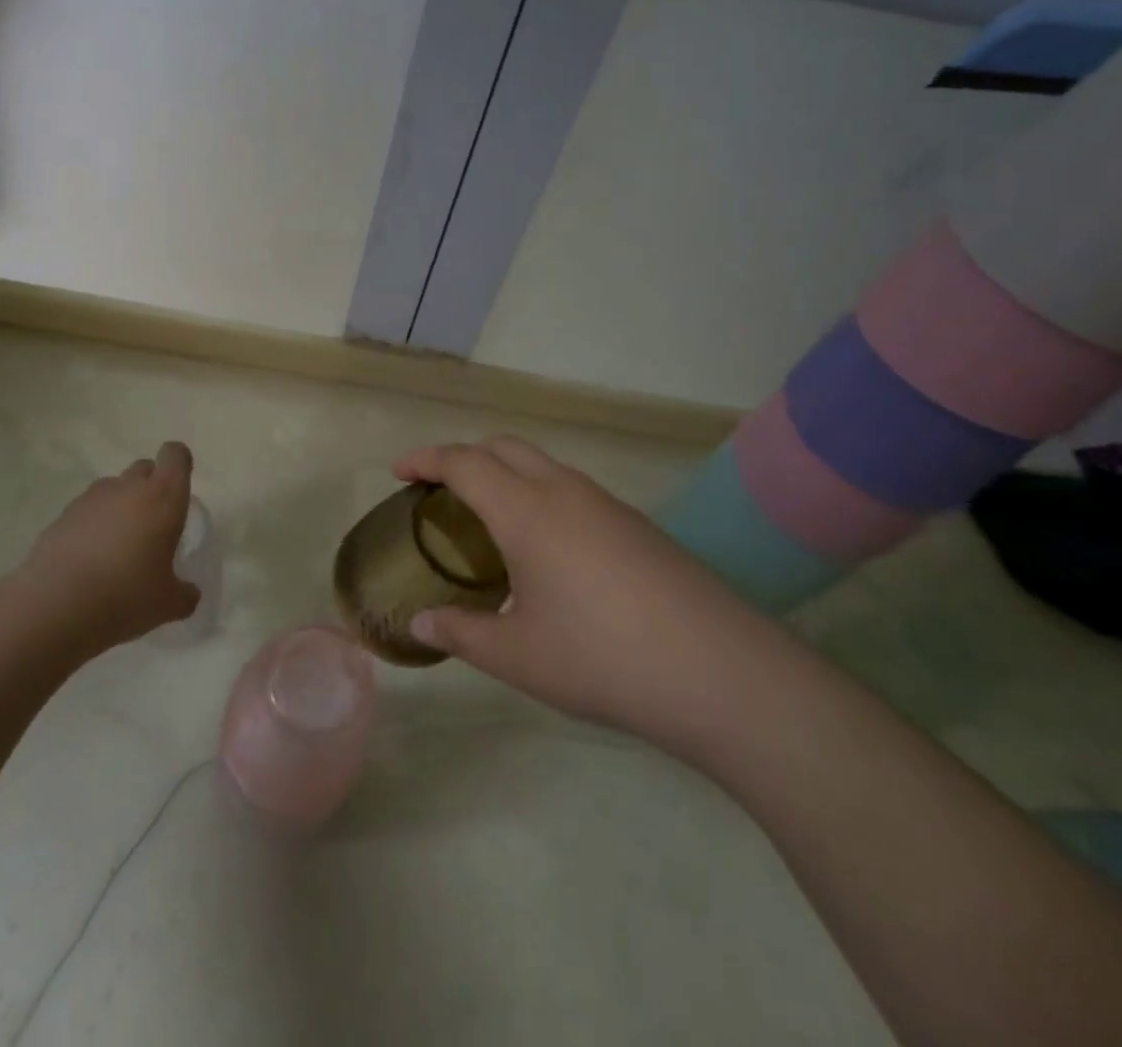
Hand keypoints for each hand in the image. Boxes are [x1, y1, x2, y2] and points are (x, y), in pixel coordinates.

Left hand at [19, 441, 200, 653]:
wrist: (54, 607)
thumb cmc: (125, 596)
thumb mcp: (168, 605)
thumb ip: (184, 594)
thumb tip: (188, 593)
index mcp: (162, 498)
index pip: (175, 455)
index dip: (179, 465)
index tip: (178, 490)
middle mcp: (127, 488)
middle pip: (144, 468)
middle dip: (151, 487)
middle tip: (153, 525)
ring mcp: (90, 499)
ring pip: (113, 488)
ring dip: (120, 506)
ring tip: (118, 546)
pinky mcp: (61, 516)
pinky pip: (86, 510)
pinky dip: (92, 525)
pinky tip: (89, 560)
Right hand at [396, 437, 800, 759]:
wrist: (721, 673)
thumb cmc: (602, 658)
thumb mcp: (518, 656)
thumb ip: (461, 634)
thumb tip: (420, 624)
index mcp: (526, 511)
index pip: (464, 462)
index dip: (426, 458)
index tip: (399, 470)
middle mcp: (565, 492)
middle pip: (504, 447)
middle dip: (465, 457)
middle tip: (440, 493)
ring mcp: (607, 505)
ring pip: (543, 465)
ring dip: (506, 475)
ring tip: (489, 523)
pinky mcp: (638, 526)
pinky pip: (572, 490)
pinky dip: (540, 496)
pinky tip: (547, 551)